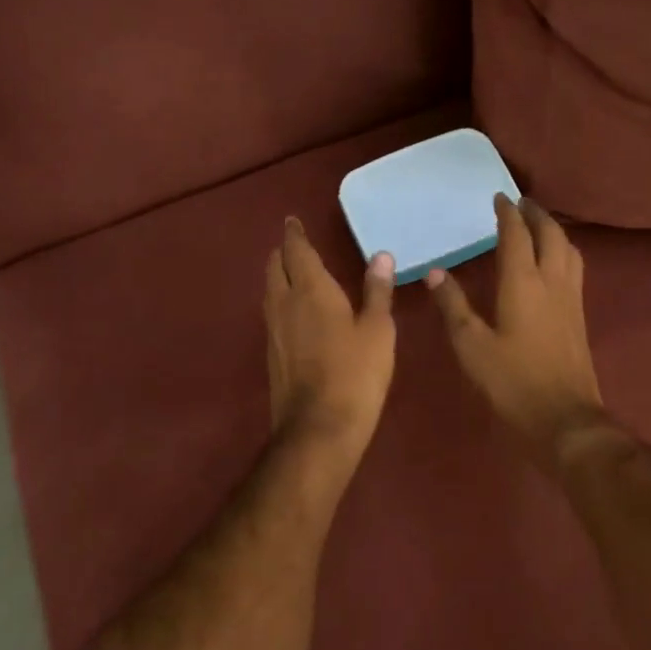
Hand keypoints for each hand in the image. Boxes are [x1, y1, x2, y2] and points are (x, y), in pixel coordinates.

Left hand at [265, 218, 396, 467]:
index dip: (294, 234)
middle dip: (283, 252)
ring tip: (291, 272)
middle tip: (293, 244)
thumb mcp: (378, 331)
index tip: (291, 221)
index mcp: (311, 290)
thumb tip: (381, 256)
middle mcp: (285, 303)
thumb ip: (377, 291)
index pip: (297, 251)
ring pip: (270, 291)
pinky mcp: (271, 354)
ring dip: (278, 276)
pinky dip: (280, 301)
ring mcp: (273, 330)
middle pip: (275, 267)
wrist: (319, 429)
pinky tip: (293, 313)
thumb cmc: (356, 374)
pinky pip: (272, 314)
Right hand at [427, 196, 604, 459]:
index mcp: (523, 283)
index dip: (507, 213)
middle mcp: (552, 282)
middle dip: (535, 214)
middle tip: (520, 204)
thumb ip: (453, 306)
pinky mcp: (580, 317)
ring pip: (569, 250)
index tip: (498, 197)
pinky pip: (574, 269)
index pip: (517, 235)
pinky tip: (553, 264)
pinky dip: (563, 252)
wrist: (565, 420)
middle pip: (550, 235)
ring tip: (537, 226)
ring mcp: (571, 299)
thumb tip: (435, 273)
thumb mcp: (471, 345)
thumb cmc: (511, 382)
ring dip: (553, 230)